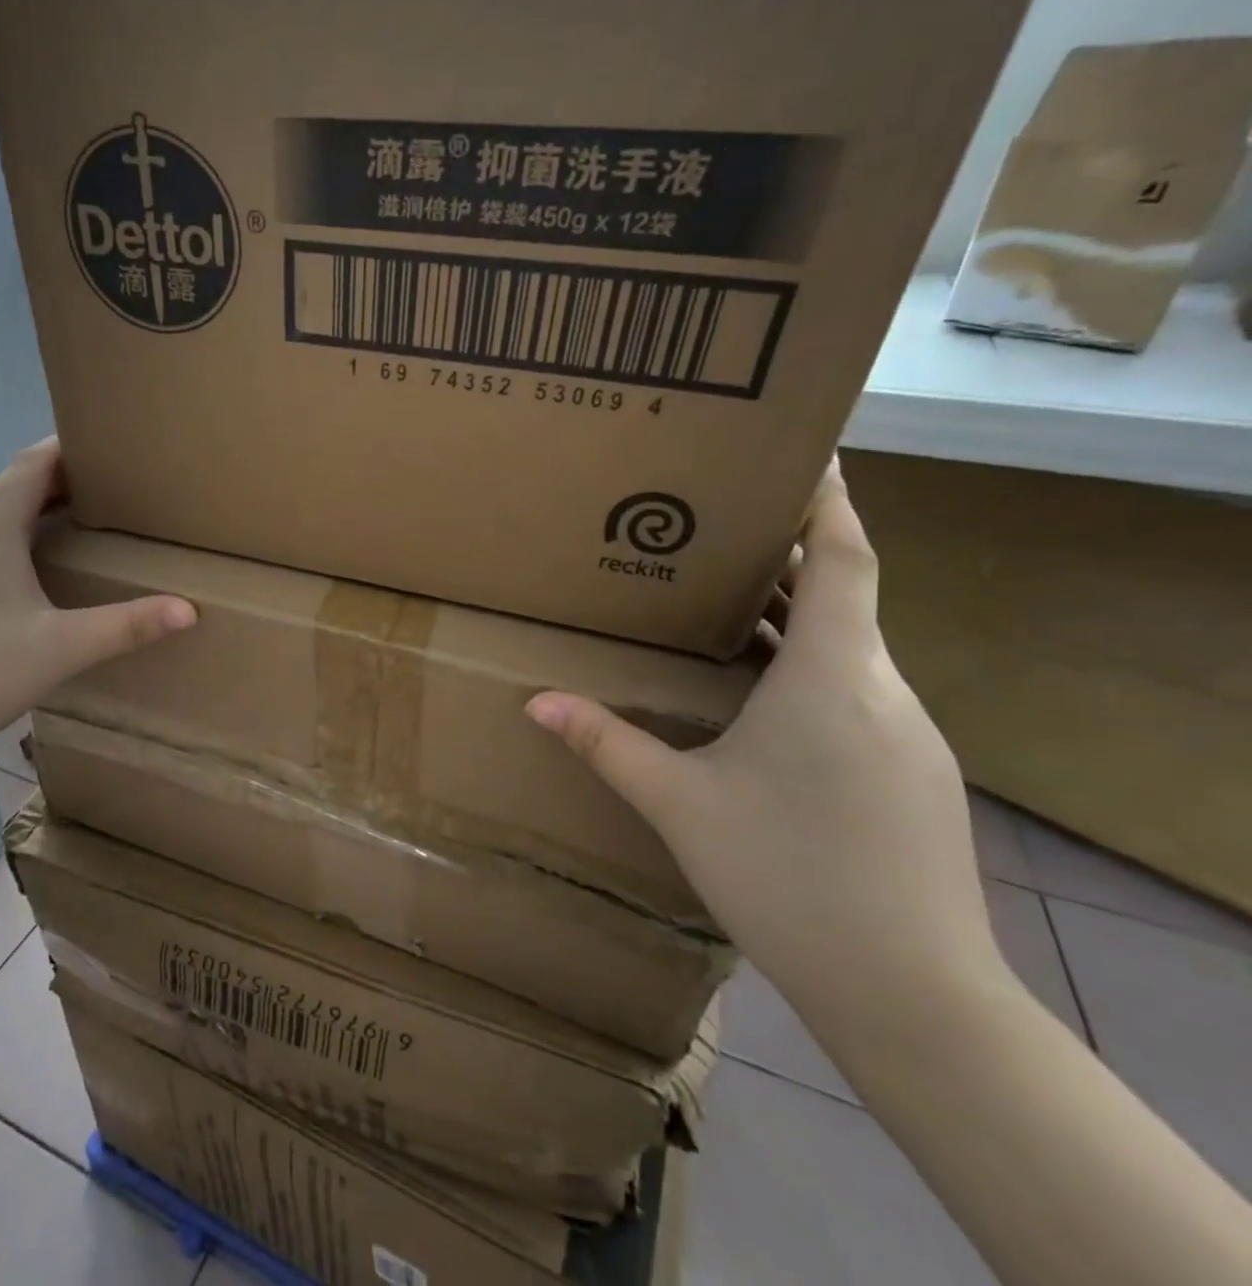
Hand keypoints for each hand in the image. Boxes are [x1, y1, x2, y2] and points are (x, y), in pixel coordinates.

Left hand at [0, 438, 195, 770]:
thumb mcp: (61, 648)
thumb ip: (126, 626)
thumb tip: (188, 610)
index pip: (33, 463)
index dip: (69, 445)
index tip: (112, 441)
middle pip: (18, 482)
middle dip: (65, 472)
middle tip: (116, 479)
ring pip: (3, 511)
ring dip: (43, 502)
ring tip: (89, 512)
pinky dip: (26, 530)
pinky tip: (47, 562)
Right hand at [527, 460, 1002, 1025]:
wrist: (911, 992)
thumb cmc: (787, 875)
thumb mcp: (679, 802)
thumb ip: (606, 744)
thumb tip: (537, 702)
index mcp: (829, 677)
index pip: (844, 561)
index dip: (829, 504)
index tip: (810, 457)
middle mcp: (881, 691)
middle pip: (845, 598)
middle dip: (790, 559)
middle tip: (725, 532)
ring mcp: (908, 735)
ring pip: (850, 649)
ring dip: (798, 618)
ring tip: (730, 605)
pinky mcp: (914, 774)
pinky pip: (858, 692)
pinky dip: (813, 668)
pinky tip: (763, 699)